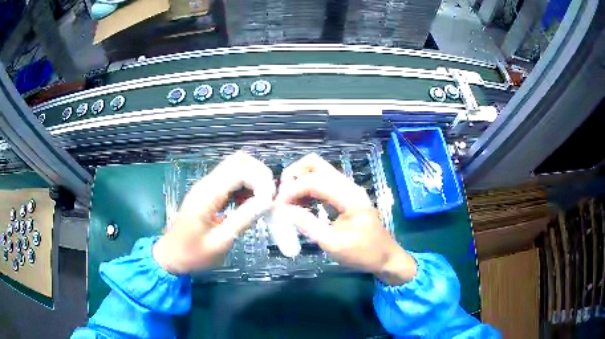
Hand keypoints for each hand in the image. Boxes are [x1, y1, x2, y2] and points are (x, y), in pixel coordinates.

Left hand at [153, 151, 274, 273]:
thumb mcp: (220, 242)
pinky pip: (232, 179)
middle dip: (260, 174)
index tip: (270, 203)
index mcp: (207, 194)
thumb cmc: (193, 253)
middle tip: (269, 198)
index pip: (240, 171)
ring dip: (254, 179)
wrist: (171, 256)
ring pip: (236, 166)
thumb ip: (243, 219)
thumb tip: (267, 202)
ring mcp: (207, 186)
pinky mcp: (209, 193)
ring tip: (262, 202)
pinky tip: (250, 204)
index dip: (260, 182)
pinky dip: (246, 186)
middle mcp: (207, 184)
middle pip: (239, 160)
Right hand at [276, 153, 416, 284]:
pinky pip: (322, 183)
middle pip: (315, 164)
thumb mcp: (334, 244)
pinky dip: (307, 188)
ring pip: (318, 171)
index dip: (292, 190)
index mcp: (349, 196)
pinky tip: (300, 204)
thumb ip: (309, 225)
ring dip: (299, 181)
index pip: (314, 181)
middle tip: (282, 197)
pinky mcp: (345, 196)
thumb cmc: (363, 253)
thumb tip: (285, 210)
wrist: (386, 257)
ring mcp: (347, 189)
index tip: (277, 206)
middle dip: (293, 175)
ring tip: (287, 202)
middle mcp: (348, 186)